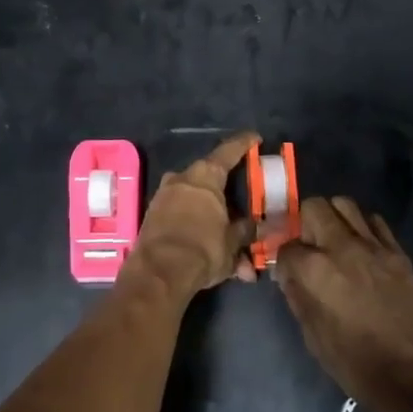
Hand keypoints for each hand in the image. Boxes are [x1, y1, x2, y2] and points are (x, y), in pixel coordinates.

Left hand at [124, 133, 257, 298]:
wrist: (158, 273)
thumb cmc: (203, 248)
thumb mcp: (233, 242)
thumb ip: (246, 230)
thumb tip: (259, 227)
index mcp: (205, 175)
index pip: (228, 151)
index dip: (244, 143)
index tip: (255, 138)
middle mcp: (182, 178)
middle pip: (210, 179)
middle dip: (228, 196)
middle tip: (243, 208)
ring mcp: (164, 196)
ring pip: (197, 203)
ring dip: (214, 222)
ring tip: (232, 251)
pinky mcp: (153, 217)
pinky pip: (182, 217)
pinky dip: (198, 231)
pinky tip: (212, 258)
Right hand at [275, 197, 412, 411]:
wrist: (411, 376)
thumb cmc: (354, 362)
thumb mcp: (312, 335)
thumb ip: (297, 295)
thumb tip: (289, 274)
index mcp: (315, 269)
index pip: (287, 245)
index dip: (283, 258)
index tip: (287, 268)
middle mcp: (341, 247)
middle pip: (314, 207)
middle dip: (304, 222)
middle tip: (308, 242)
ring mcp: (373, 246)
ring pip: (345, 204)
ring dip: (333, 217)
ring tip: (334, 238)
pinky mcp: (397, 252)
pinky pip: (375, 222)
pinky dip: (363, 227)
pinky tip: (362, 246)